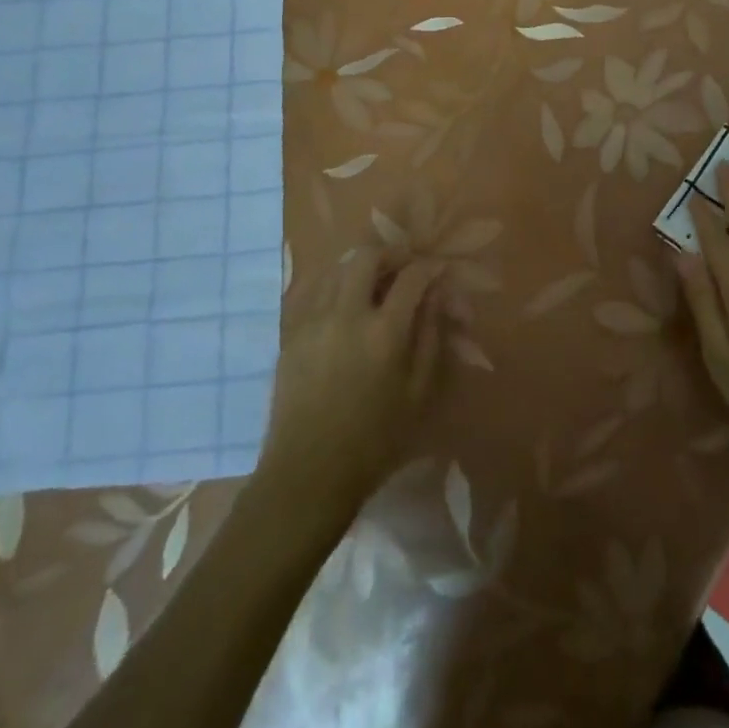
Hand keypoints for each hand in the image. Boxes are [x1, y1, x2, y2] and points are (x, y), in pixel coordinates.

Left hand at [256, 249, 444, 515]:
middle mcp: (347, 314)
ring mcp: (313, 320)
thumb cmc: (374, 440)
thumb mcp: (418, 393)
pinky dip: (332, 284)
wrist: (308, 473)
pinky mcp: (291, 333)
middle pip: (367, 256)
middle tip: (403, 268)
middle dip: (391, 254)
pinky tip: (342, 301)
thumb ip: (431, 337)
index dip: (429, 267)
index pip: (411, 277)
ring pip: (336, 268)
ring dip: (360, 267)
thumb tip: (437, 295)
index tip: (437, 271)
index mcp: (385, 332)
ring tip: (373, 283)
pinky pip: (312, 289)